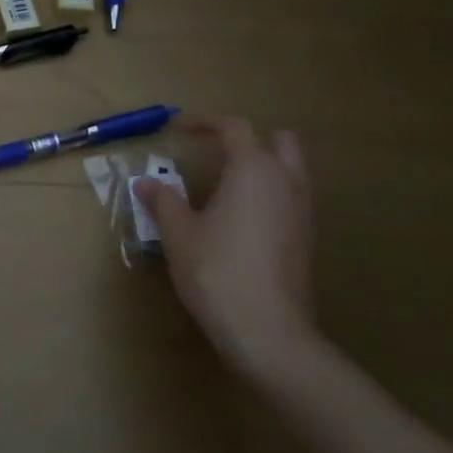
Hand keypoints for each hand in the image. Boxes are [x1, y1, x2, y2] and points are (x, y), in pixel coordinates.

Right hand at [134, 118, 317, 369]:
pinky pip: (292, 198)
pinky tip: (241, 218)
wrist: (266, 329)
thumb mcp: (178, 233)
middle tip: (214, 153)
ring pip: (291, 170)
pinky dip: (270, 193)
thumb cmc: (216, 270)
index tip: (179, 130)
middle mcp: (286, 181)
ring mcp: (303, 211)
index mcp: (254, 169)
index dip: (205, 123)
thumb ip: (163, 201)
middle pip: (278, 141)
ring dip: (262, 166)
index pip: (235, 128)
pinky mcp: (306, 238)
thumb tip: (145, 182)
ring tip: (225, 185)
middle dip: (248, 140)